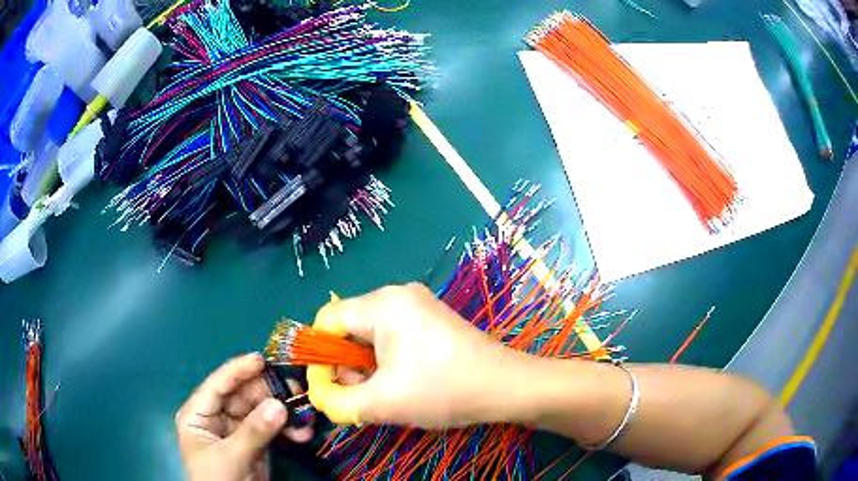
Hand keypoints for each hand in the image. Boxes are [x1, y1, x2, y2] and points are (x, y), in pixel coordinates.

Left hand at [176, 353, 313, 480]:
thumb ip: (253, 431)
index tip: (263, 360)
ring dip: (283, 412)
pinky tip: (302, 433)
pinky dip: (287, 429)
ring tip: (305, 416)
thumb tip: (280, 405)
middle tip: (296, 390)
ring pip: (261, 410)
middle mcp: (216, 416)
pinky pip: (271, 428)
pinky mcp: (254, 443)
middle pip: (243, 395)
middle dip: (270, 393)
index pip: (218, 385)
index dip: (238, 370)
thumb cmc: (216, 480)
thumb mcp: (231, 457)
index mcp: (198, 413)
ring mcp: (236, 430)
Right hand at [307, 283, 524, 428]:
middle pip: (349, 327)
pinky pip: (393, 337)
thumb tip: (319, 395)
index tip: (327, 386)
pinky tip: (402, 383)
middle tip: (361, 395)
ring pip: (371, 335)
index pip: (328, 320)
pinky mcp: (432, 320)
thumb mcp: (381, 403)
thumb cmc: (443, 390)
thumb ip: (337, 401)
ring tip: (385, 394)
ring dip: (367, 367)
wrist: (506, 387)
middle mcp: (398, 295)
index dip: (319, 354)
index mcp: (383, 304)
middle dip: (347, 365)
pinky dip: (387, 361)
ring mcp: (418, 306)